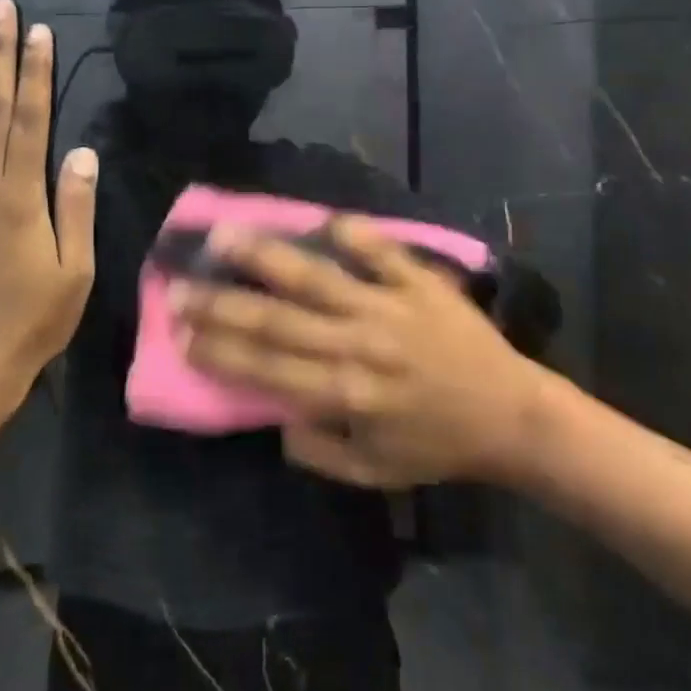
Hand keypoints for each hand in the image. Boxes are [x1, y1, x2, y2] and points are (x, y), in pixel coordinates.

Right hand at [171, 218, 549, 487]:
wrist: (512, 417)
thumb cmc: (438, 447)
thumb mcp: (373, 472)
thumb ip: (318, 450)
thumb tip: (275, 417)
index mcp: (345, 393)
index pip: (265, 367)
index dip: (217, 350)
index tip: (180, 332)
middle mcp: (357, 345)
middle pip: (276, 319)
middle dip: (221, 304)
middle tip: (178, 286)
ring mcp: (389, 307)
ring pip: (316, 277)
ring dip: (266, 257)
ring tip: (224, 236)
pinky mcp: (420, 283)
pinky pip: (383, 251)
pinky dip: (354, 233)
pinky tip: (323, 218)